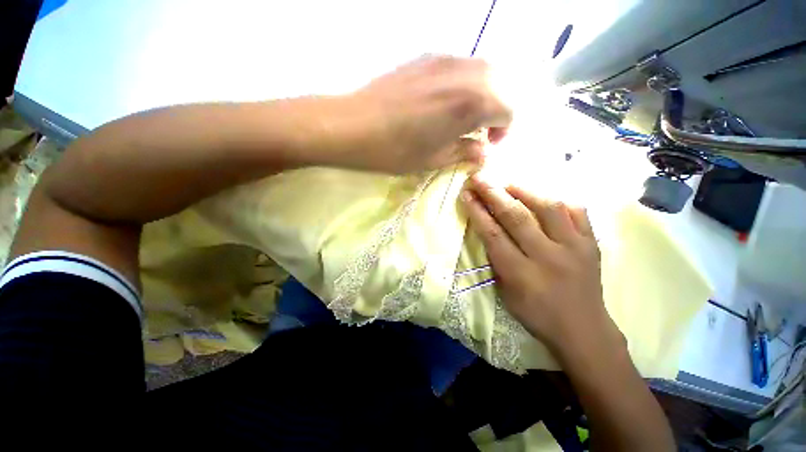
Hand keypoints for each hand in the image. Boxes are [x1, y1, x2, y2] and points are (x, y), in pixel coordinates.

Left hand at [325, 56, 510, 172]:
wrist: (352, 125)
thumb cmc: (395, 150)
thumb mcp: (434, 160)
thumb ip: (465, 153)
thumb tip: (483, 152)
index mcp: (471, 103)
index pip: (509, 109)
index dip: (503, 131)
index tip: (486, 145)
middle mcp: (465, 73)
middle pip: (501, 85)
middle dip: (497, 110)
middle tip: (478, 131)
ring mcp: (444, 60)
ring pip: (482, 71)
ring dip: (482, 95)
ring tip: (462, 118)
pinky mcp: (426, 57)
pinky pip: (459, 66)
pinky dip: (464, 84)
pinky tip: (444, 102)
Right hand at [461, 174, 622, 354]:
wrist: (584, 330)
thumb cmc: (537, 314)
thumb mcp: (506, 292)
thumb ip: (497, 260)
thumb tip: (489, 231)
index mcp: (521, 273)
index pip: (493, 234)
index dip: (478, 212)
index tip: (467, 195)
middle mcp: (547, 256)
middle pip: (516, 216)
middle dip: (494, 194)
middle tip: (480, 178)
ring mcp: (574, 247)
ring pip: (548, 207)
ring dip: (524, 190)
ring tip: (508, 181)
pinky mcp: (592, 244)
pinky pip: (578, 211)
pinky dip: (558, 199)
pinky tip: (543, 195)